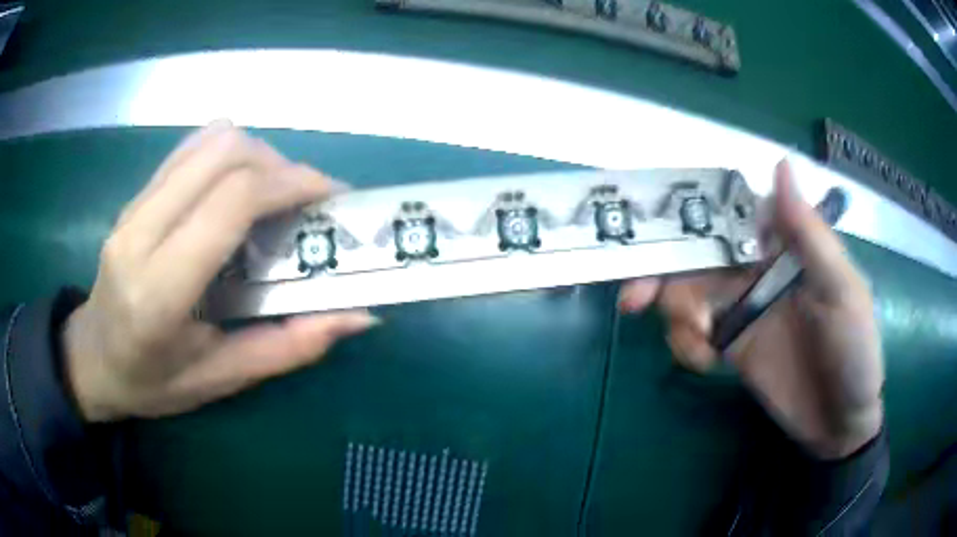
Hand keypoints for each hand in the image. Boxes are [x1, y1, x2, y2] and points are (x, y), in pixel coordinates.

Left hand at [64, 121, 377, 421]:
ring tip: (276, 194)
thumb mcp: (221, 379)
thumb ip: (289, 347)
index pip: (230, 202)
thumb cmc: (153, 382)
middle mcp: (141, 233)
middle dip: (281, 165)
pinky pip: (191, 148)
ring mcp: (134, 207)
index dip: (290, 184)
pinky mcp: (135, 196)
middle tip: (308, 200)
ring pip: (210, 141)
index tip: (331, 197)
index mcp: (159, 290)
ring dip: (258, 155)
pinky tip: (239, 186)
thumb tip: (359, 316)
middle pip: (225, 153)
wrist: (92, 359)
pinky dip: (229, 152)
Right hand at [619, 161, 883, 458]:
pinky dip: (685, 344)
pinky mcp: (731, 345)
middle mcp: (759, 268)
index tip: (658, 230)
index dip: (691, 215)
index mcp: (785, 245)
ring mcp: (742, 307)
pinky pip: (692, 333)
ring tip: (697, 345)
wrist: (839, 423)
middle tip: (635, 298)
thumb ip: (810, 236)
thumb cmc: (853, 351)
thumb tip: (779, 164)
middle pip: (699, 253)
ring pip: (688, 292)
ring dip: (675, 314)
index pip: (732, 213)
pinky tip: (704, 363)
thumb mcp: (842, 291)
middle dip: (662, 271)